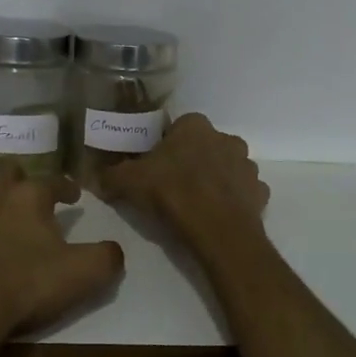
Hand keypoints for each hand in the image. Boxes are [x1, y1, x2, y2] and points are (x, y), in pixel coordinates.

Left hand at [0, 160, 125, 355]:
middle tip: (30, 197)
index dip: (66, 187)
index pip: (53, 181)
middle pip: (7, 171)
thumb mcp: (83, 275)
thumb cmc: (24, 287)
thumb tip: (113, 249)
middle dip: (20, 178)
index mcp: (28, 198)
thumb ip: (106, 257)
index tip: (73, 196)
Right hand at [101, 114, 270, 254]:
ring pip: (226, 168)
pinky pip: (242, 192)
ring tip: (195, 204)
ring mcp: (247, 165)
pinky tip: (216, 216)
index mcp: (195, 125)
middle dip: (191, 161)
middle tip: (172, 185)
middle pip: (204, 146)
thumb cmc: (172, 193)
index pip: (178, 128)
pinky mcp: (260, 192)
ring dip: (214, 180)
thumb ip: (111, 175)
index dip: (165, 146)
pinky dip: (231, 200)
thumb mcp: (129, 182)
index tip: (154, 166)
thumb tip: (96, 177)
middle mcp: (225, 138)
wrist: (217, 230)